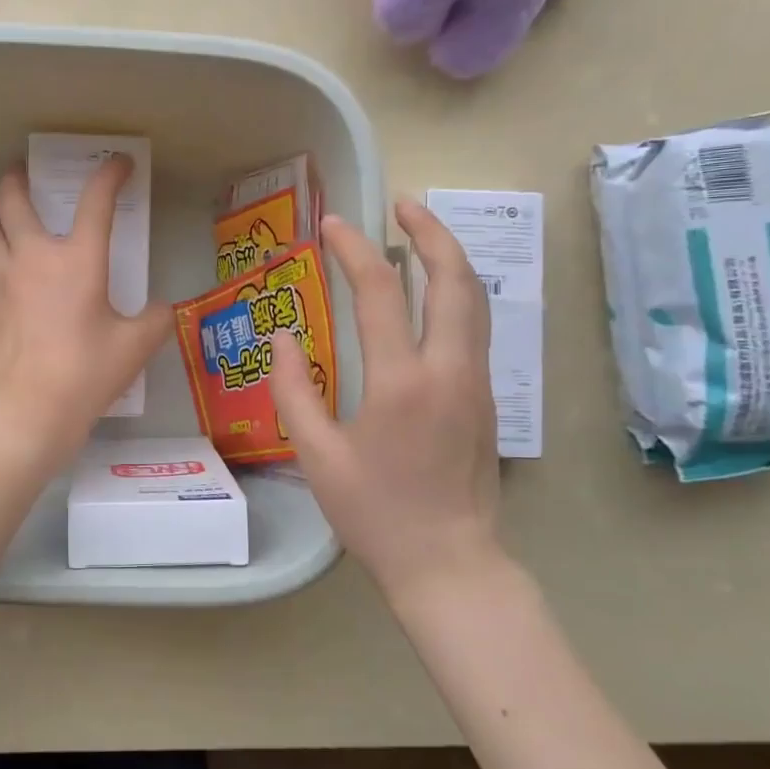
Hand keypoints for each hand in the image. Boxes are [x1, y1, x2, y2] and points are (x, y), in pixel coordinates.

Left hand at [0, 157, 170, 461]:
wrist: (31, 407)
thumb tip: (162, 309)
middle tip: (25, 173)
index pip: (95, 201)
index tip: (120, 164)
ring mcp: (4, 277)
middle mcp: (34, 256)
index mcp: (77, 258)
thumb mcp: (136, 345)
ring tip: (11, 220)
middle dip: (18, 179)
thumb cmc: (87, 370)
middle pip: (12, 199)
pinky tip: (6, 266)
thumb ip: (156, 319)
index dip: (110, 175)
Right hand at [270, 202, 504, 601]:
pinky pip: (475, 328)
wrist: (449, 563)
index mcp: (402, 382)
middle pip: (454, 280)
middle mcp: (450, 371)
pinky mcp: (486, 399)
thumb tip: (283, 339)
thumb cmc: (375, 513)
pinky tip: (431, 293)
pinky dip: (455, 292)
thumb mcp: (317, 455)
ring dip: (449, 258)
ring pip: (475, 301)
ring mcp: (476, 383)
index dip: (354, 250)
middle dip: (430, 232)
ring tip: (420, 233)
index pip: (382, 293)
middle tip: (401, 205)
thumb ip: (294, 391)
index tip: (332, 224)